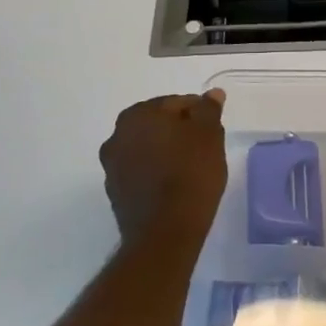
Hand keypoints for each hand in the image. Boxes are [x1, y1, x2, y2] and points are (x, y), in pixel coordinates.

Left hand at [99, 91, 228, 243]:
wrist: (166, 232)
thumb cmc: (191, 173)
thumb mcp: (209, 135)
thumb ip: (208, 110)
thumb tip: (211, 94)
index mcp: (138, 115)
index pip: (175, 103)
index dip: (198, 113)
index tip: (213, 129)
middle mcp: (117, 136)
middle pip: (158, 125)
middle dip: (179, 131)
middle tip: (205, 147)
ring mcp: (113, 167)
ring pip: (147, 148)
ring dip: (166, 152)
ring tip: (192, 167)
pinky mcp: (116, 193)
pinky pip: (141, 172)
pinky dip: (156, 172)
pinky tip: (175, 185)